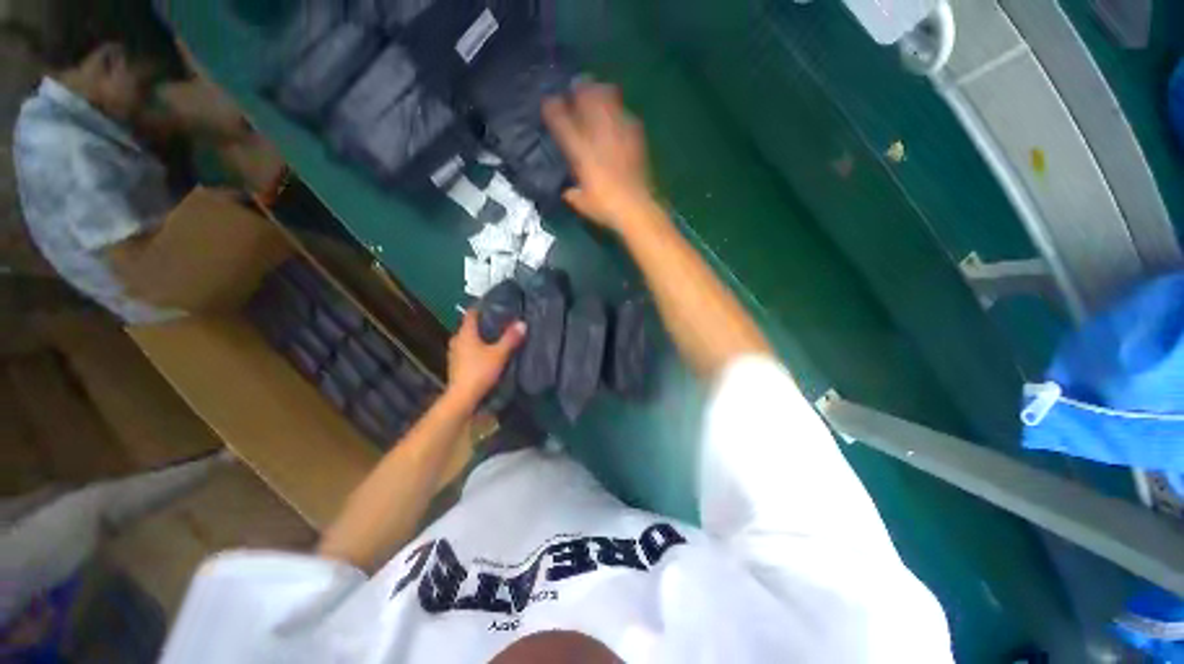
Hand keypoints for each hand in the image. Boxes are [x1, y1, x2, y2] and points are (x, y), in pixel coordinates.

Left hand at [446, 310, 525, 408]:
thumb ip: (510, 338)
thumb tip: (522, 323)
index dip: (481, 308)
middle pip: (469, 327)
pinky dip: (476, 349)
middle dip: (482, 324)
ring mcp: (454, 354)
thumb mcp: (499, 354)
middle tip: (499, 323)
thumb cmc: (480, 371)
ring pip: (467, 340)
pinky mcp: (456, 366)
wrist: (463, 398)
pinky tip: (486, 354)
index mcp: (465, 333)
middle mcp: (457, 340)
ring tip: (495, 338)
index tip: (494, 306)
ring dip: (479, 338)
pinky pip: (467, 351)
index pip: (471, 313)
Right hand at [543, 83, 654, 231]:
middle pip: (587, 99)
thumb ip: (572, 193)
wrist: (636, 207)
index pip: (562, 122)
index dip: (553, 108)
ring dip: (601, 91)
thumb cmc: (606, 207)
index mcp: (581, 152)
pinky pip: (626, 115)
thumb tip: (568, 190)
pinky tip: (619, 118)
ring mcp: (618, 133)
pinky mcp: (636, 137)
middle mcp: (598, 136)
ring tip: (598, 90)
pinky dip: (620, 113)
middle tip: (577, 85)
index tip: (549, 102)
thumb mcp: (582, 203)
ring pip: (608, 99)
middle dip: (580, 88)